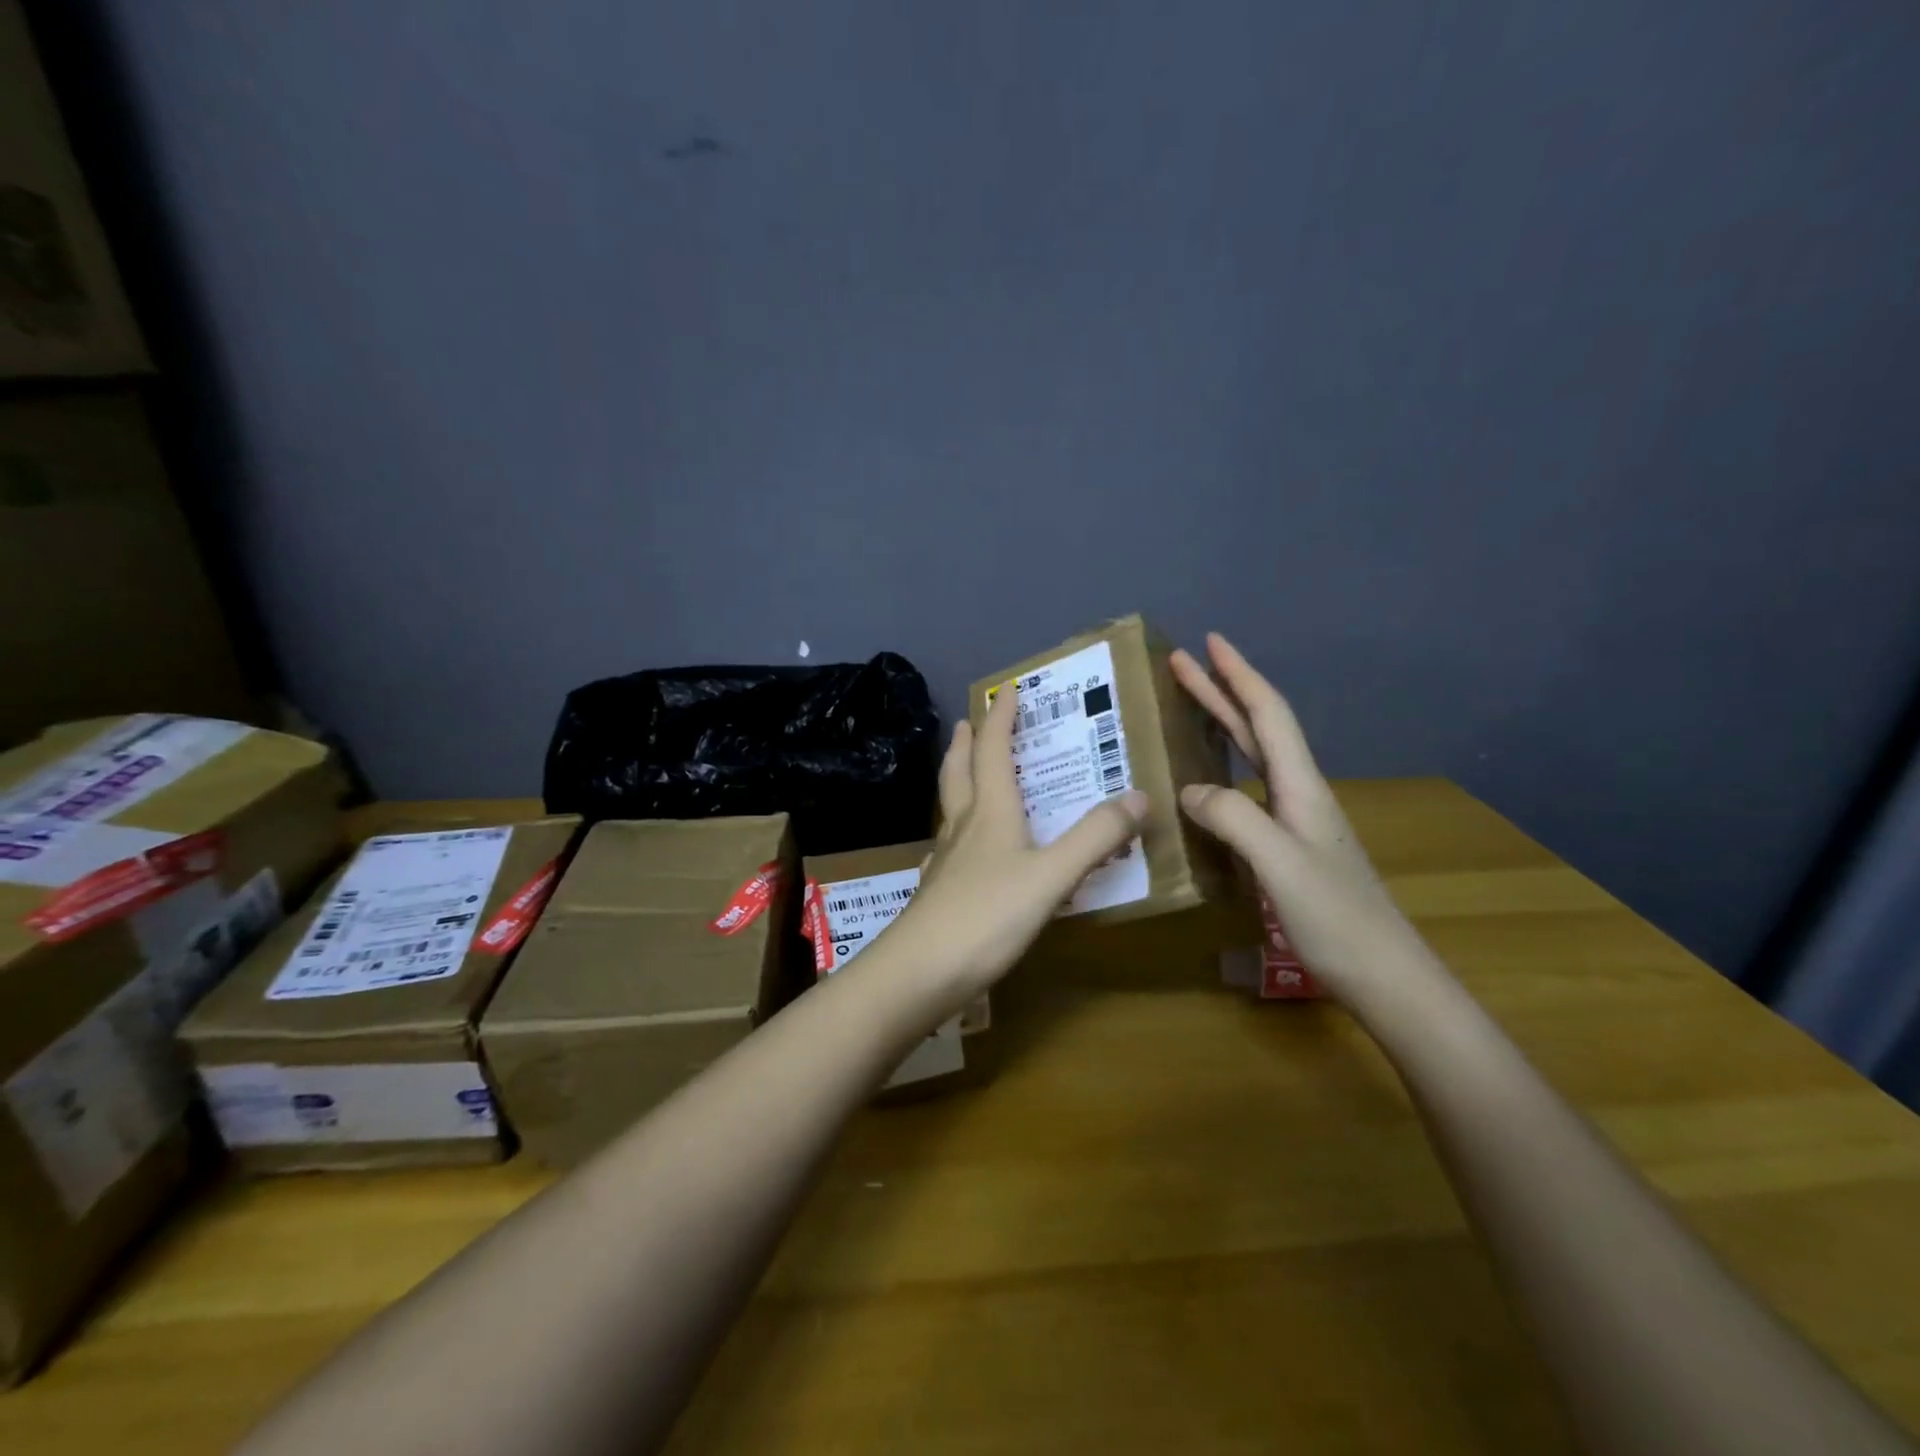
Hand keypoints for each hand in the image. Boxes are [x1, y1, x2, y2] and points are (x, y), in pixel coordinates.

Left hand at [886, 683, 1148, 1007]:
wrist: (920, 972)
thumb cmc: (987, 917)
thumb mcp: (1052, 876)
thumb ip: (1095, 837)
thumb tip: (1139, 795)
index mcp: (990, 813)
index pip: (992, 751)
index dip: (1000, 719)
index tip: (1006, 690)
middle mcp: (963, 827)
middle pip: (959, 772)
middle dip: (966, 743)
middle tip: (966, 722)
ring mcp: (946, 861)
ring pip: (950, 808)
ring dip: (957, 780)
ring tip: (964, 772)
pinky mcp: (937, 892)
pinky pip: (948, 847)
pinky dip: (956, 831)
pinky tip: (958, 849)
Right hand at [1170, 632, 1440, 1010]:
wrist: (1385, 975)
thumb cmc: (1336, 919)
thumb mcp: (1280, 864)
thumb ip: (1234, 818)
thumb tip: (1189, 789)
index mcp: (1301, 787)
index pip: (1268, 715)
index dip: (1238, 675)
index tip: (1209, 642)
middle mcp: (1299, 794)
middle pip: (1258, 728)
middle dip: (1221, 690)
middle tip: (1181, 663)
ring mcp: (1296, 820)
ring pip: (1254, 757)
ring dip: (1223, 724)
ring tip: (1190, 706)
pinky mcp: (1289, 846)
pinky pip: (1248, 790)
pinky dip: (1223, 768)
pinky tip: (1206, 782)